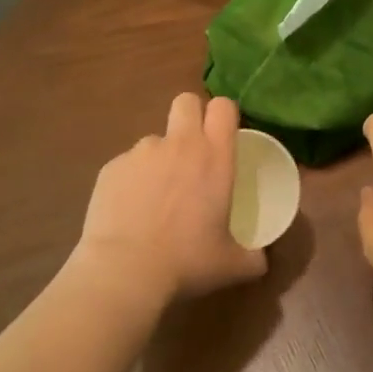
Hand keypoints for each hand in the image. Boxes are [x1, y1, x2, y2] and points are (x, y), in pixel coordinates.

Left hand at [74, 93, 266, 300]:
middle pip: (186, 102)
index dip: (224, 115)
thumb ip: (254, 256)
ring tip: (157, 195)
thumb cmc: (188, 261)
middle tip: (193, 152)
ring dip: (160, 157)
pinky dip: (133, 180)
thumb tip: (261, 259)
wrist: (125, 270)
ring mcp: (140, 153)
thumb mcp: (234, 264)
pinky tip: (131, 211)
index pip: (223, 106)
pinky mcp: (111, 167)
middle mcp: (179, 144)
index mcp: (214, 157)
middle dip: (191, 116)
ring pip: (154, 138)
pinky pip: (128, 164)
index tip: (224, 135)